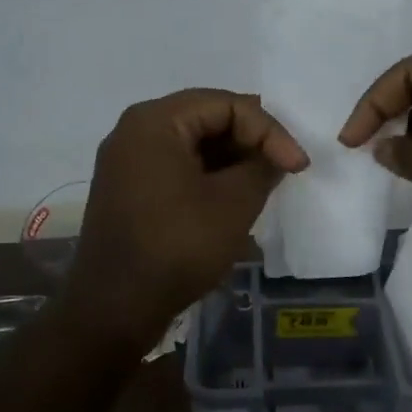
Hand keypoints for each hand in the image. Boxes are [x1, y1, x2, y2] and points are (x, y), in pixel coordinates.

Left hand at [62, 89, 308, 350]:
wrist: (114, 308)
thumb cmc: (177, 247)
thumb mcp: (233, 204)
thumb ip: (262, 167)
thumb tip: (275, 156)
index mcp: (154, 121)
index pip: (226, 104)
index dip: (269, 130)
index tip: (297, 166)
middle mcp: (134, 131)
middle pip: (206, 118)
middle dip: (250, 141)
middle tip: (283, 168)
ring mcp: (126, 162)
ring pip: (192, 145)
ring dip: (231, 160)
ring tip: (263, 184)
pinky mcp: (127, 189)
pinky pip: (175, 167)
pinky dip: (208, 177)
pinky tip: (232, 199)